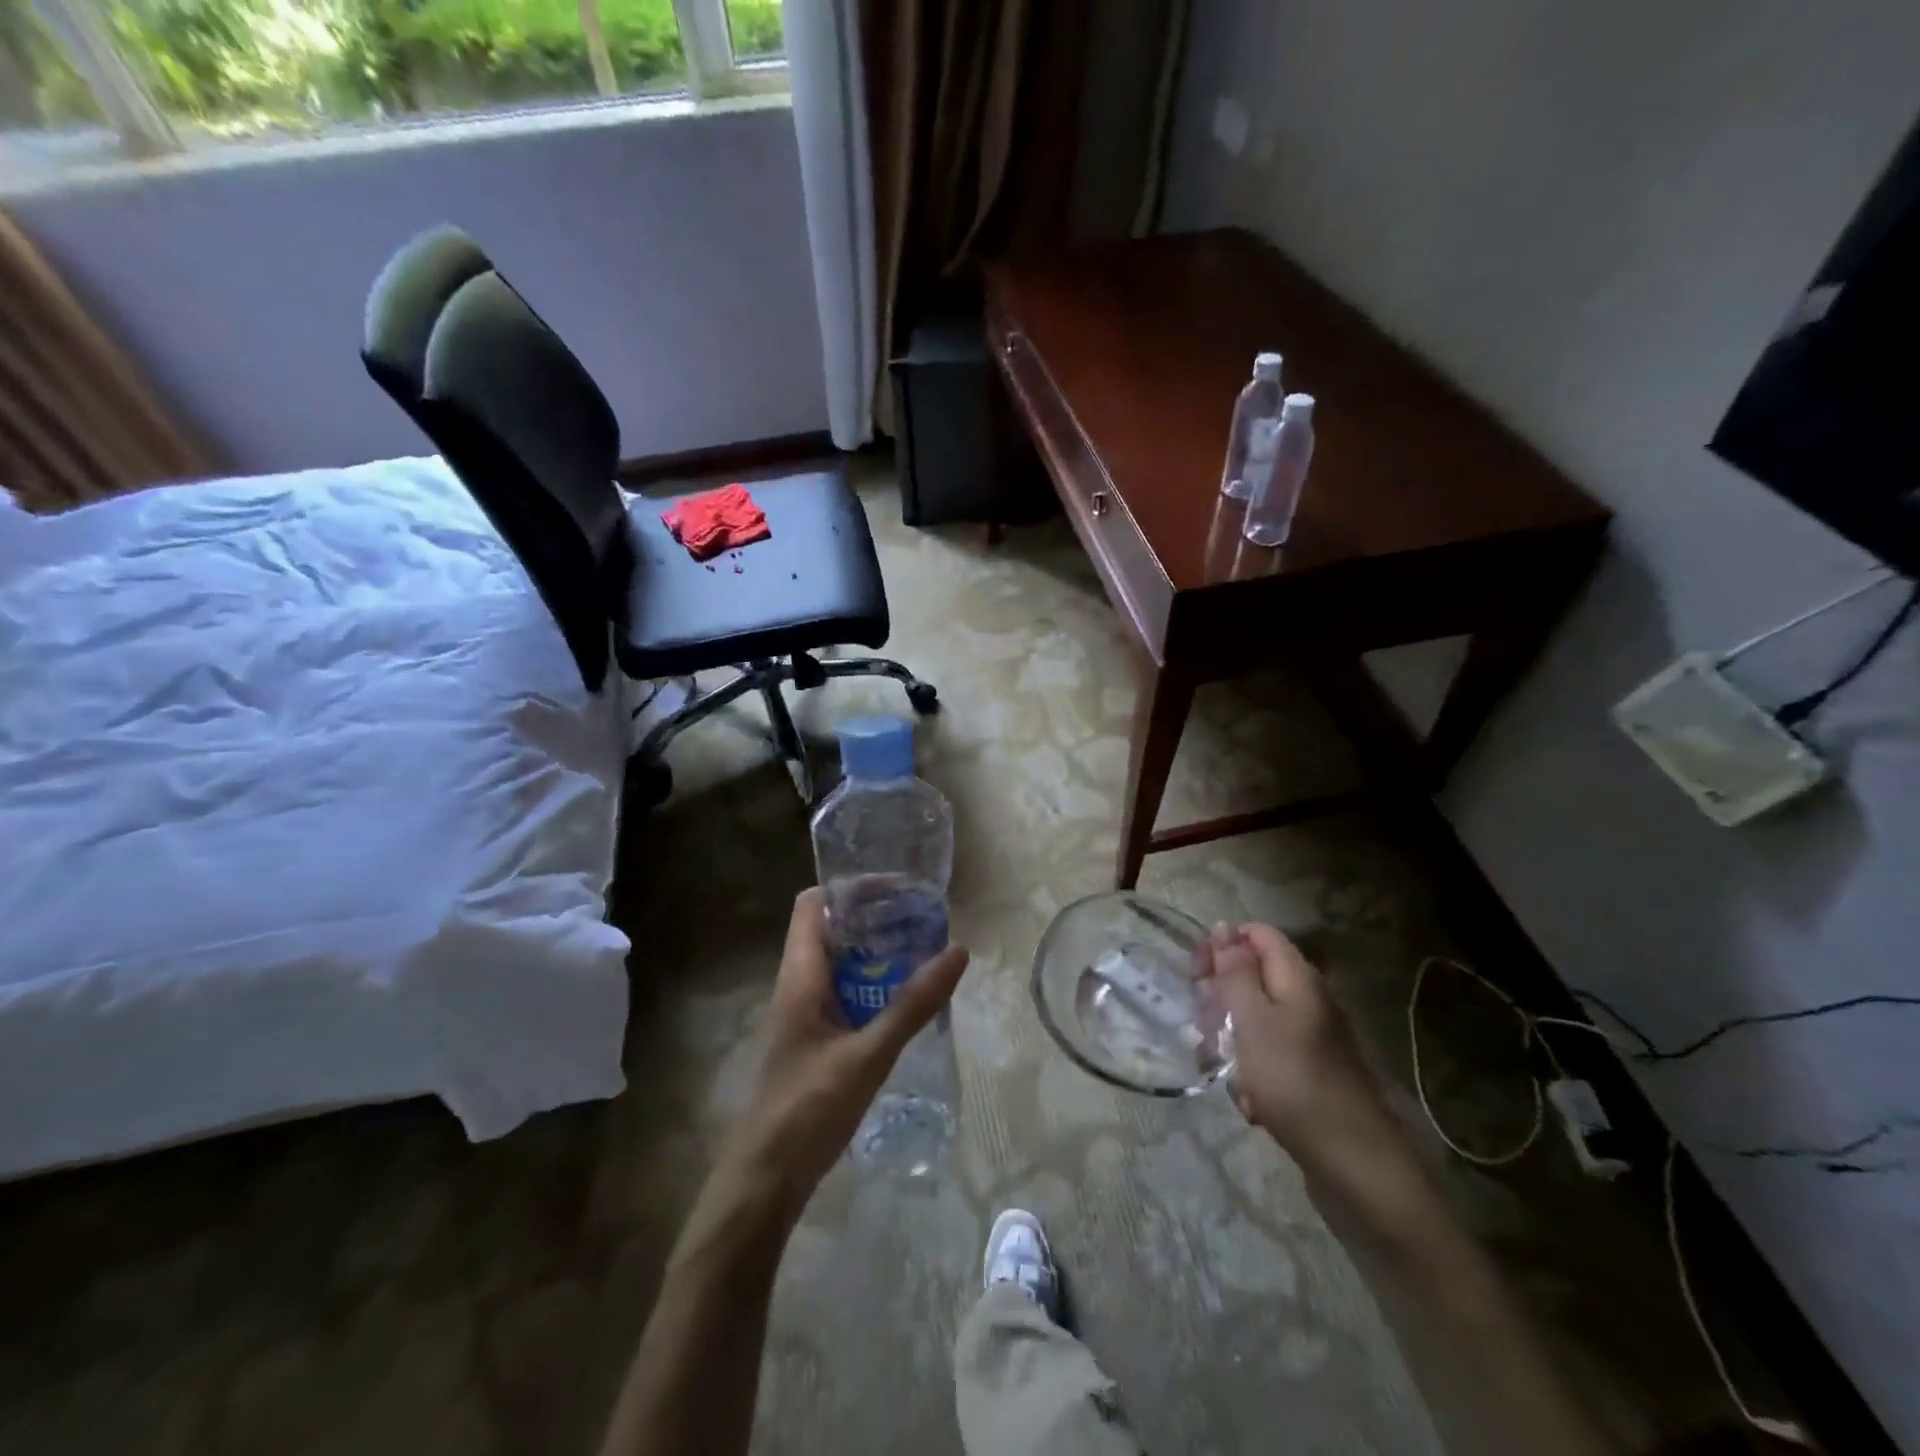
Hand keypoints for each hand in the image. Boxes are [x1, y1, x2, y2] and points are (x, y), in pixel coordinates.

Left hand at [716, 888, 968, 1222]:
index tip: (899, 890)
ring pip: (840, 961)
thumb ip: (912, 1005)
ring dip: (876, 951)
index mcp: (800, 975)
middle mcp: (798, 983)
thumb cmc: (808, 1109)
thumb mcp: (868, 1055)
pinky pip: (845, 992)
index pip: (813, 903)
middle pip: (831, 927)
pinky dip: (874, 983)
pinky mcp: (815, 1037)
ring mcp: (805, 1011)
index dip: (852, 887)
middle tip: (922, 918)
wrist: (765, 1179)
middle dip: (875, 917)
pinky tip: (906, 999)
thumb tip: (957, 951)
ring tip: (923, 950)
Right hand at [1198, 923, 1403, 1168]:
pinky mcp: (1308, 1073)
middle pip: (1253, 976)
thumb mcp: (1253, 1019)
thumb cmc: (1294, 1080)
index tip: (1196, 975)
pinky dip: (1252, 1074)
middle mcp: (1306, 1000)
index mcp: (1297, 977)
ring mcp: (1310, 1038)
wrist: (1355, 1164)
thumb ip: (1235, 971)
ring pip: (1254, 1020)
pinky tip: (1250, 1102)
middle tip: (1203, 1027)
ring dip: (1231, 1041)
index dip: (1222, 945)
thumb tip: (1222, 927)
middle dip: (1221, 998)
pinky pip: (1267, 1058)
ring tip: (1222, 1070)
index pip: (1256, 934)